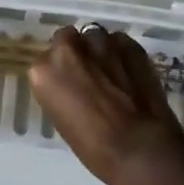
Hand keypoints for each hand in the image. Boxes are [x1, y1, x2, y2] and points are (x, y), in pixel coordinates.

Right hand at [29, 25, 183, 184]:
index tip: (70, 85)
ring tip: (112, 72)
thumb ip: (61, 91)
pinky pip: (119, 42)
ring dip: (99, 50)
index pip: (46, 61)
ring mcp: (99, 41)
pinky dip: (122, 53)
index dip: (61, 72)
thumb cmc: (94, 148)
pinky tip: (131, 73)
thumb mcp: (63, 120)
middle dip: (76, 52)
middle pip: (67, 39)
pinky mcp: (128, 43)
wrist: (140, 148)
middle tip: (89, 75)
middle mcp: (67, 48)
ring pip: (94, 36)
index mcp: (43, 70)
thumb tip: (73, 85)